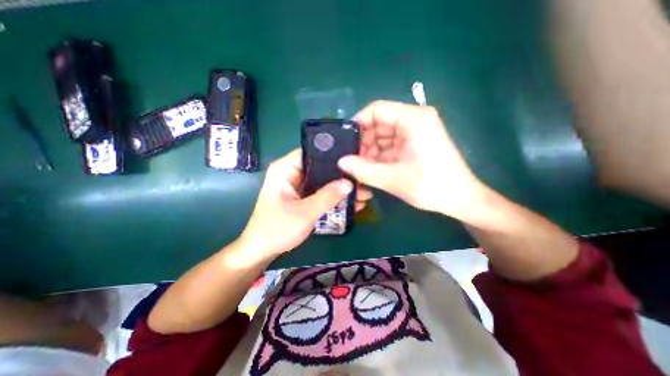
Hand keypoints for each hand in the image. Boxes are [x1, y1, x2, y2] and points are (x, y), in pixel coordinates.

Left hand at [238, 148, 374, 255]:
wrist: (261, 250)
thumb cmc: (277, 229)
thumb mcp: (304, 213)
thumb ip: (327, 197)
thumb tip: (349, 183)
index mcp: (286, 169)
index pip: (312, 152)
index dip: (333, 155)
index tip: (354, 162)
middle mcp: (292, 173)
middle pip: (320, 167)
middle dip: (342, 176)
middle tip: (363, 181)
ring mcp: (298, 185)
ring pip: (323, 181)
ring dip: (340, 188)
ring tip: (363, 194)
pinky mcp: (302, 196)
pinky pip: (321, 192)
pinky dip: (334, 197)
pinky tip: (351, 203)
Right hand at [341, 99, 486, 222]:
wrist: (460, 199)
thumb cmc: (431, 186)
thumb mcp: (393, 179)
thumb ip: (363, 170)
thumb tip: (340, 162)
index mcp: (413, 119)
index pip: (376, 109)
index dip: (358, 124)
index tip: (345, 142)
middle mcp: (414, 120)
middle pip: (378, 123)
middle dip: (364, 142)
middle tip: (352, 161)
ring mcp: (414, 132)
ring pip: (382, 136)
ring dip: (370, 152)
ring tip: (361, 169)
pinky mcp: (414, 144)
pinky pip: (390, 145)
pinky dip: (379, 156)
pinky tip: (372, 169)